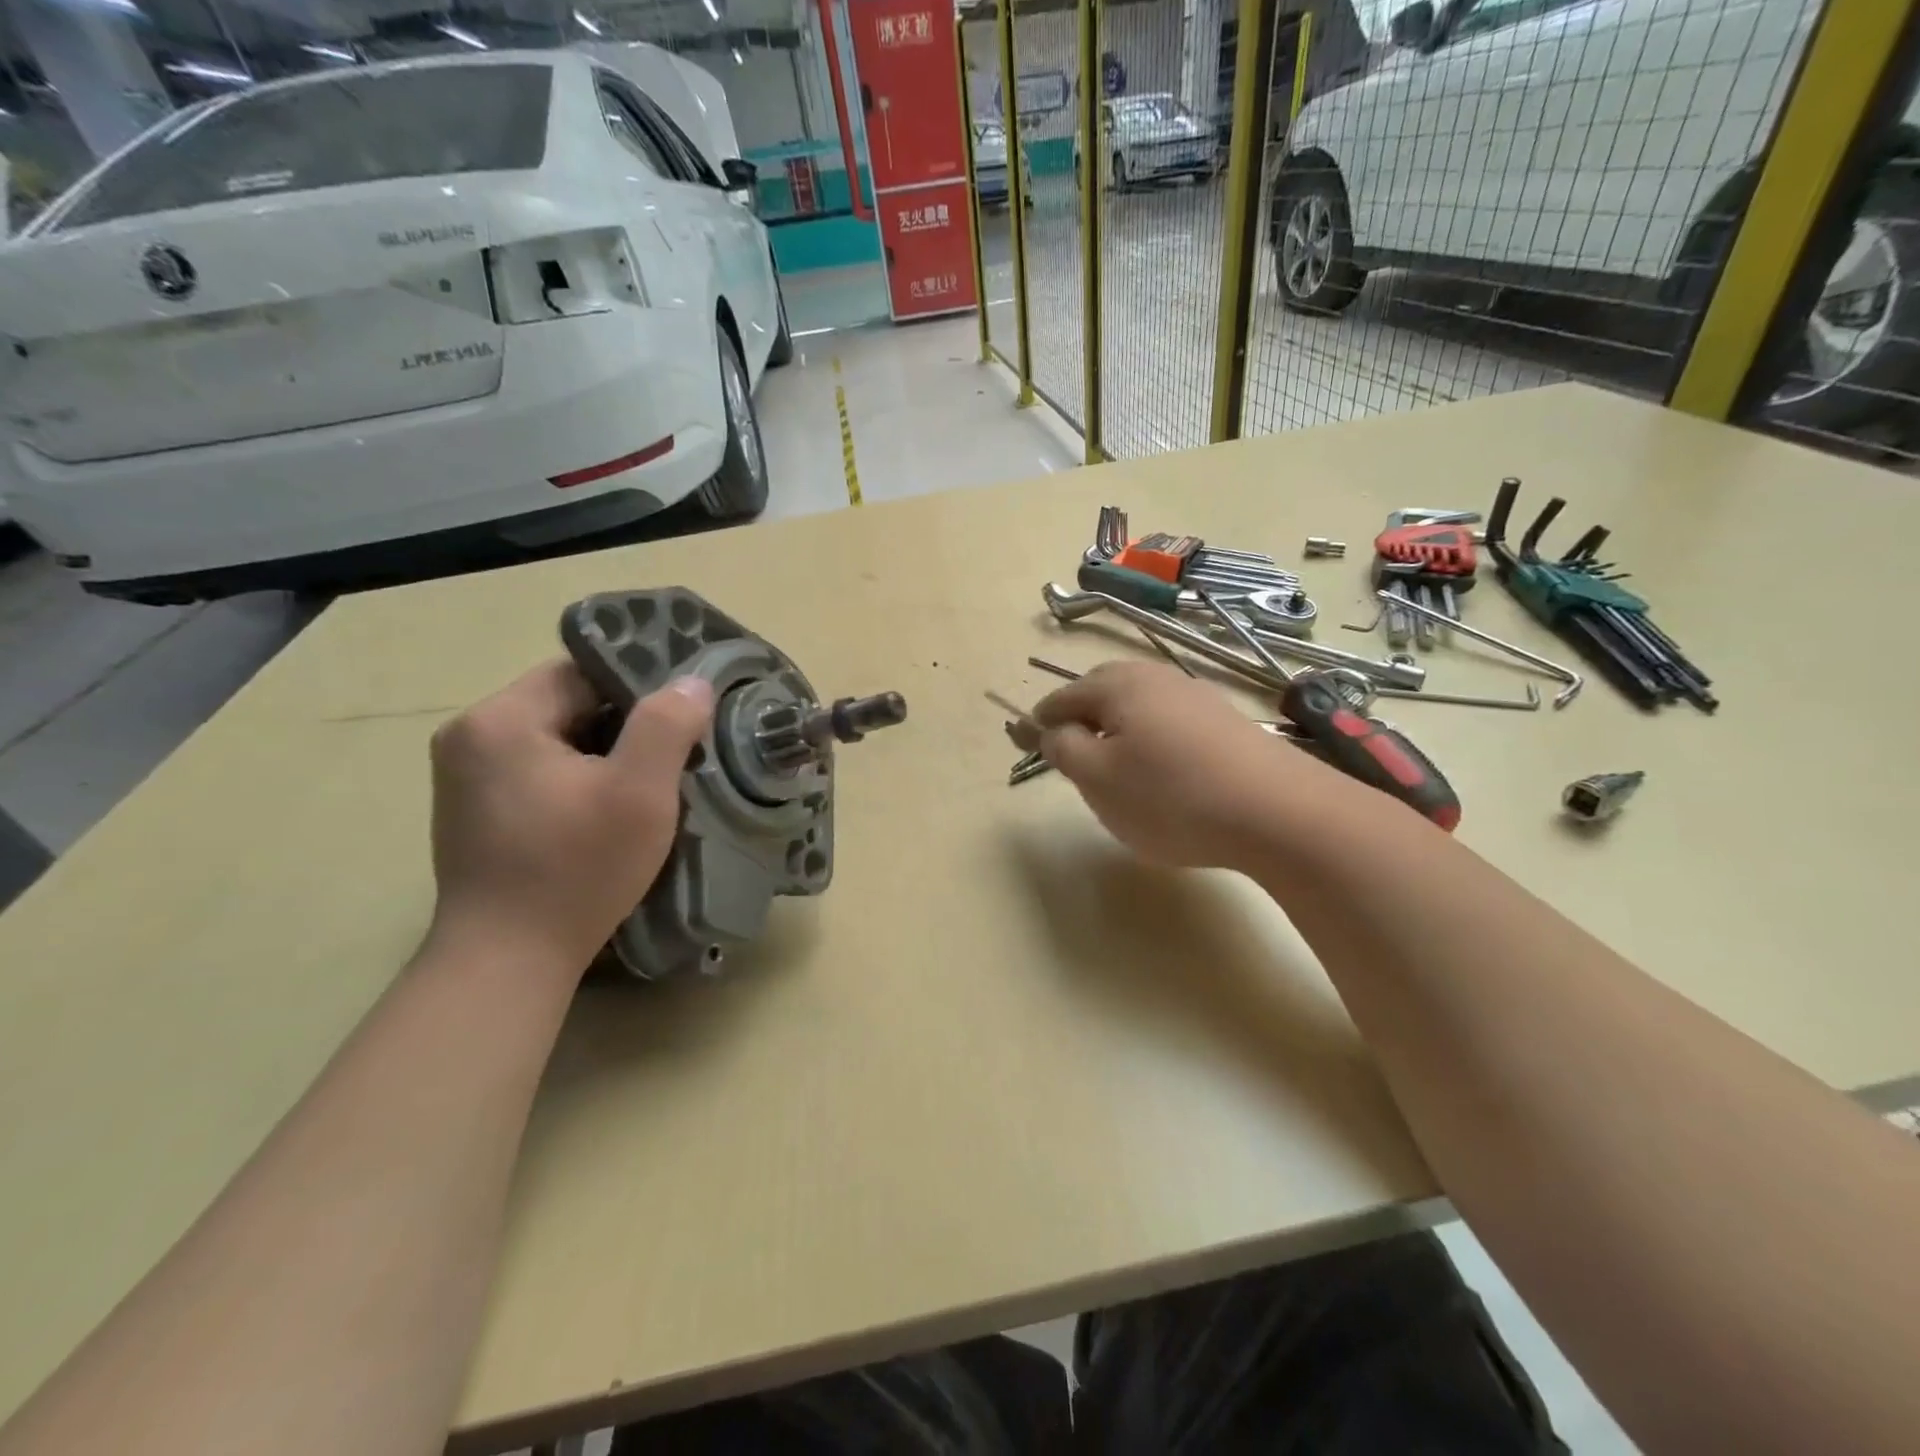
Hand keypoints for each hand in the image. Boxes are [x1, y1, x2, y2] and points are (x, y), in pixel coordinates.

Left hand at [427, 660, 713, 976]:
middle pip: (567, 703)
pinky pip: (538, 770)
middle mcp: (470, 735)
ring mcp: (464, 776)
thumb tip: (691, 682)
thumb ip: (667, 725)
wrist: (508, 961)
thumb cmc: (576, 870)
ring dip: (603, 752)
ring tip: (648, 780)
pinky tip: (607, 808)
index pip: (582, 671)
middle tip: (675, 751)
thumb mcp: (639, 793)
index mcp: (500, 719)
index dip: (639, 687)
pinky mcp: (474, 810)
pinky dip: (577, 777)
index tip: (682, 715)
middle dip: (624, 724)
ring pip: (555, 738)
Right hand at [1015, 661, 1347, 868]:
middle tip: (1069, 759)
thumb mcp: (1098, 779)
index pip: (1061, 699)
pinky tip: (1162, 773)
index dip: (1038, 724)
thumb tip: (1050, 729)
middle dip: (1078, 721)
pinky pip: (1168, 723)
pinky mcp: (1223, 721)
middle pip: (1100, 693)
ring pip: (1137, 708)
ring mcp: (1194, 696)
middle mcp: (1155, 678)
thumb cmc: (1170, 796)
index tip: (1023, 743)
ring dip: (1115, 731)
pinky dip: (1150, 741)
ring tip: (1114, 770)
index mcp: (1116, 685)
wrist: (1277, 811)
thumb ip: (1063, 748)